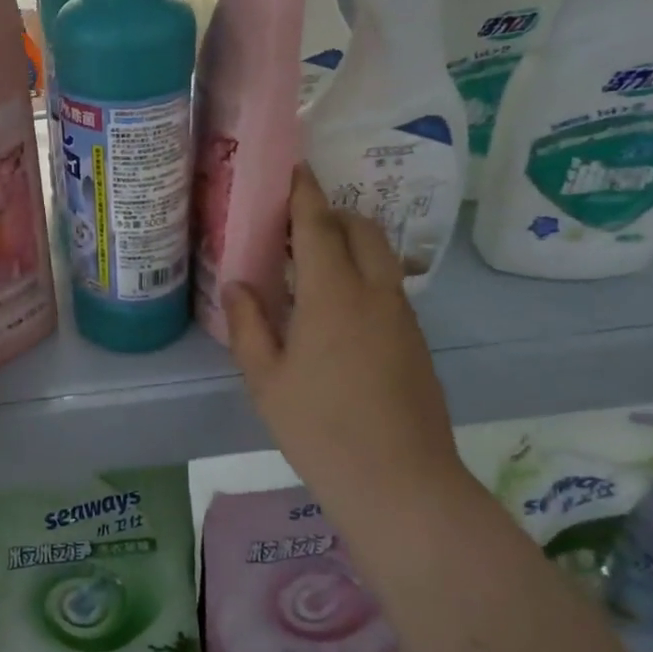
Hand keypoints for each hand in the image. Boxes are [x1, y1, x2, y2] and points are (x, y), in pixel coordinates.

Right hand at [223, 166, 464, 506]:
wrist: (399, 482)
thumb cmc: (319, 428)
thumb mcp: (265, 378)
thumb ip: (248, 324)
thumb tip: (237, 284)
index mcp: (333, 294)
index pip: (319, 225)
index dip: (304, 193)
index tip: (292, 169)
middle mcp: (375, 293)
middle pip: (361, 229)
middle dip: (332, 213)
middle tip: (295, 224)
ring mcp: (402, 316)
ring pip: (381, 257)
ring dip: (350, 244)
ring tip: (312, 264)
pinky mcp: (416, 341)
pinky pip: (388, 287)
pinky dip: (363, 275)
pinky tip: (337, 310)